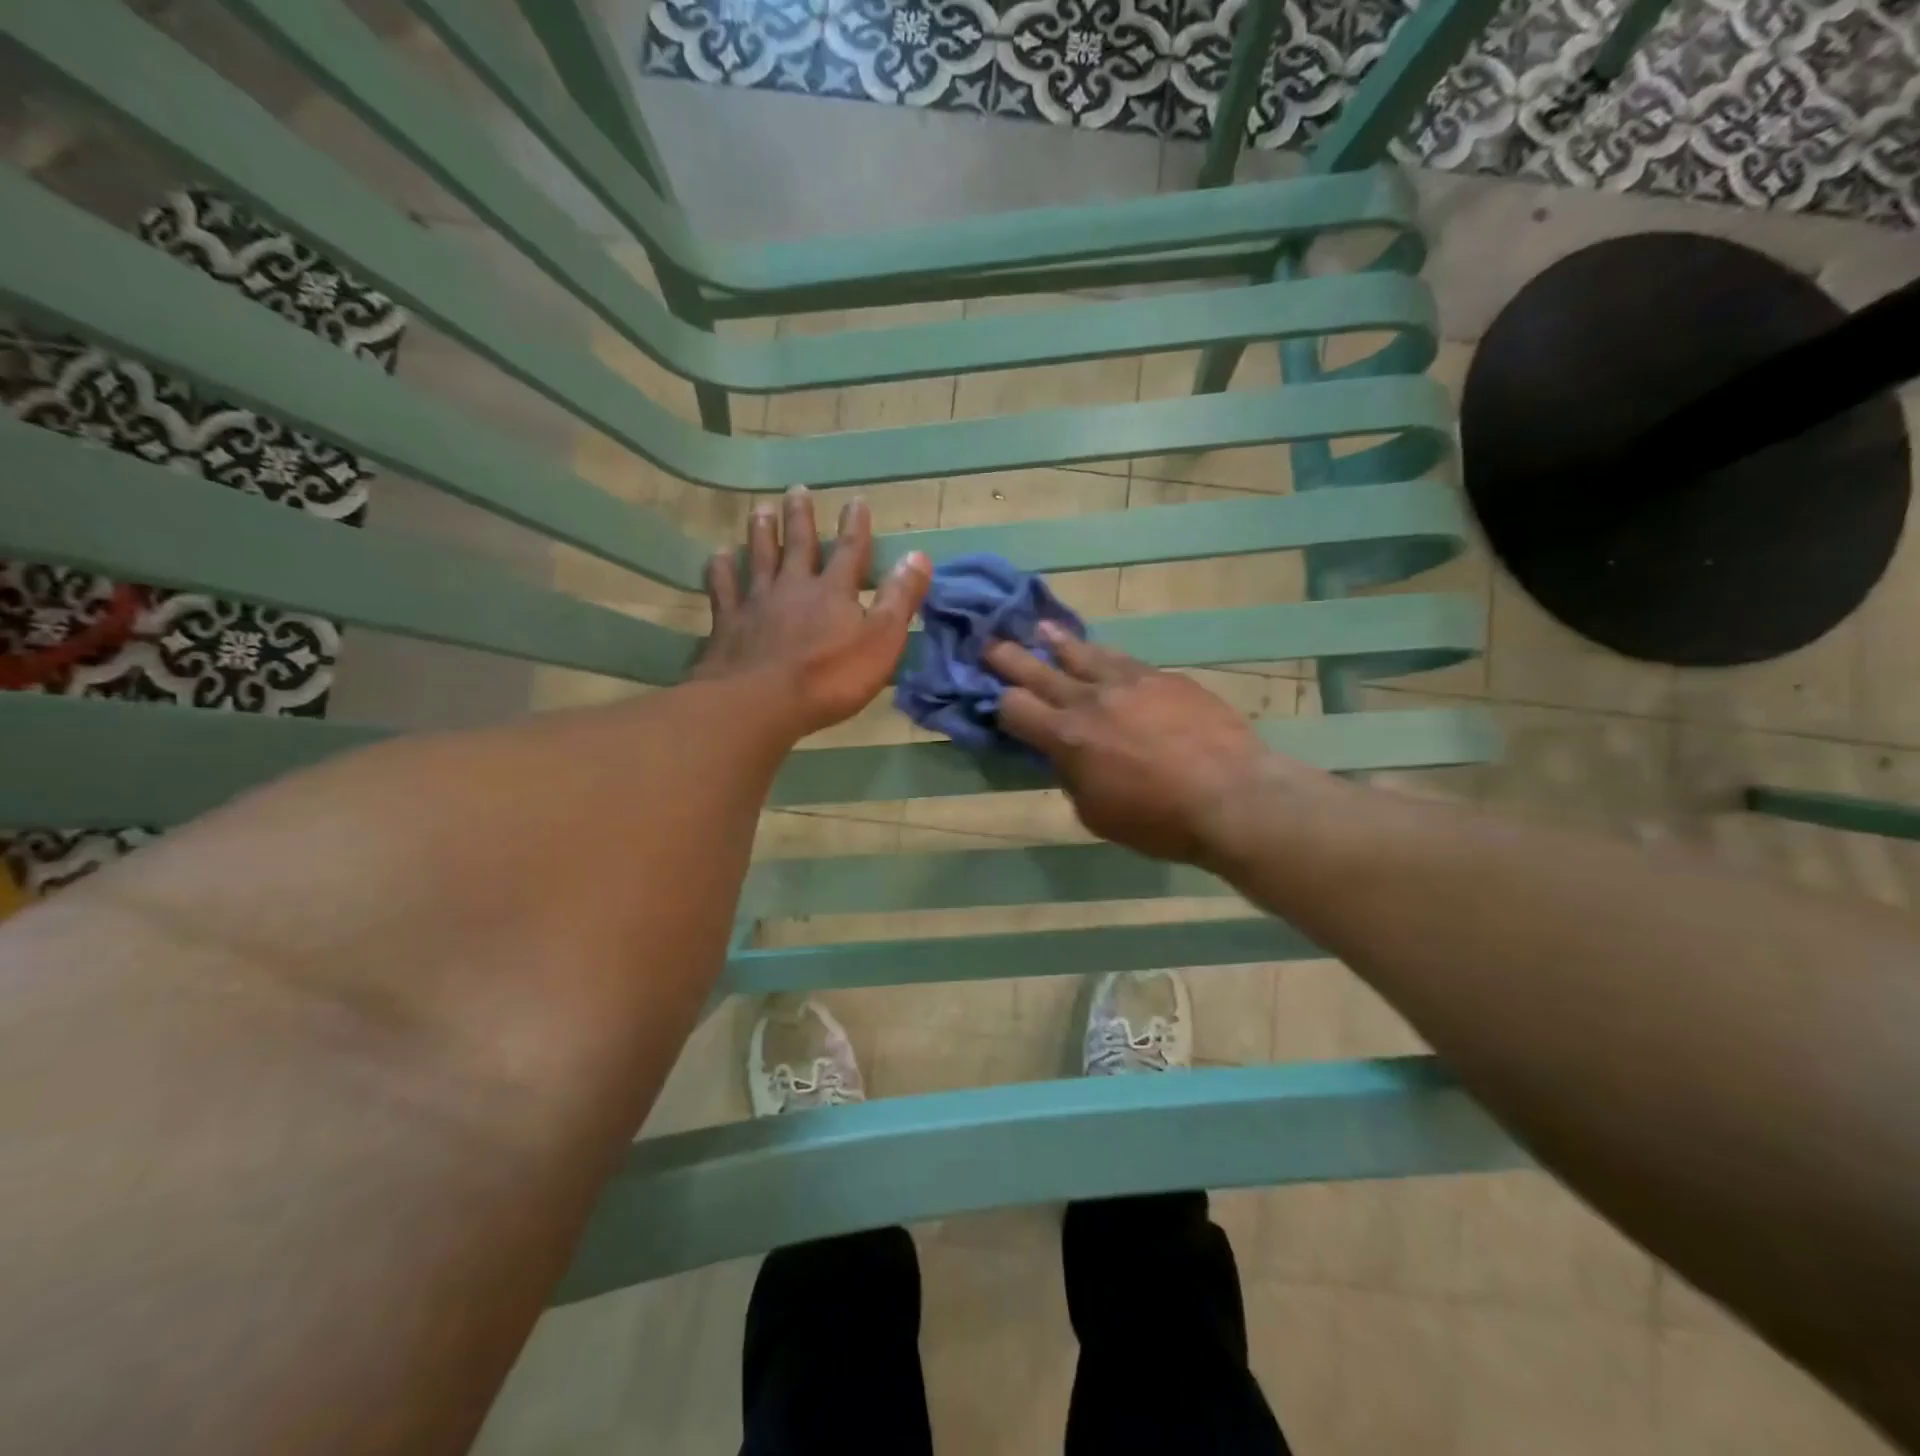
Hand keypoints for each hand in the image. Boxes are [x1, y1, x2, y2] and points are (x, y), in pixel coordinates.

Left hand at [694, 486, 929, 738]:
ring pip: (758, 558)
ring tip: (761, 510)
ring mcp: (756, 603)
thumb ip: (899, 599)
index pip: (850, 551)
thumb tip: (918, 555)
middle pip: (798, 545)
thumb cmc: (830, 677)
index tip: (856, 501)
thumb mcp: (881, 641)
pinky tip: (718, 557)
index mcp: (834, 591)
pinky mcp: (727, 624)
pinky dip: (721, 570)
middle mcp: (793, 586)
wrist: (761, 702)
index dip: (856, 526)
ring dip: (761, 533)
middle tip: (796, 490)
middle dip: (801, 518)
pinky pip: (723, 588)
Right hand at [985, 627, 1276, 864]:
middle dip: (1009, 657)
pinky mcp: (1164, 677)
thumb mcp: (1097, 814)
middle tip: (989, 642)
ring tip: (1041, 629)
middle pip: (1038, 671)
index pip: (1014, 708)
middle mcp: (1090, 700)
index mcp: (1067, 738)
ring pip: (1082, 653)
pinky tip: (1100, 653)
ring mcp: (1129, 682)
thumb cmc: (1159, 820)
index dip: (998, 703)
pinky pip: (1123, 659)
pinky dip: (1103, 656)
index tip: (990, 697)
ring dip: (1057, 642)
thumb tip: (1068, 758)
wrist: (1233, 796)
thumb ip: (1074, 778)